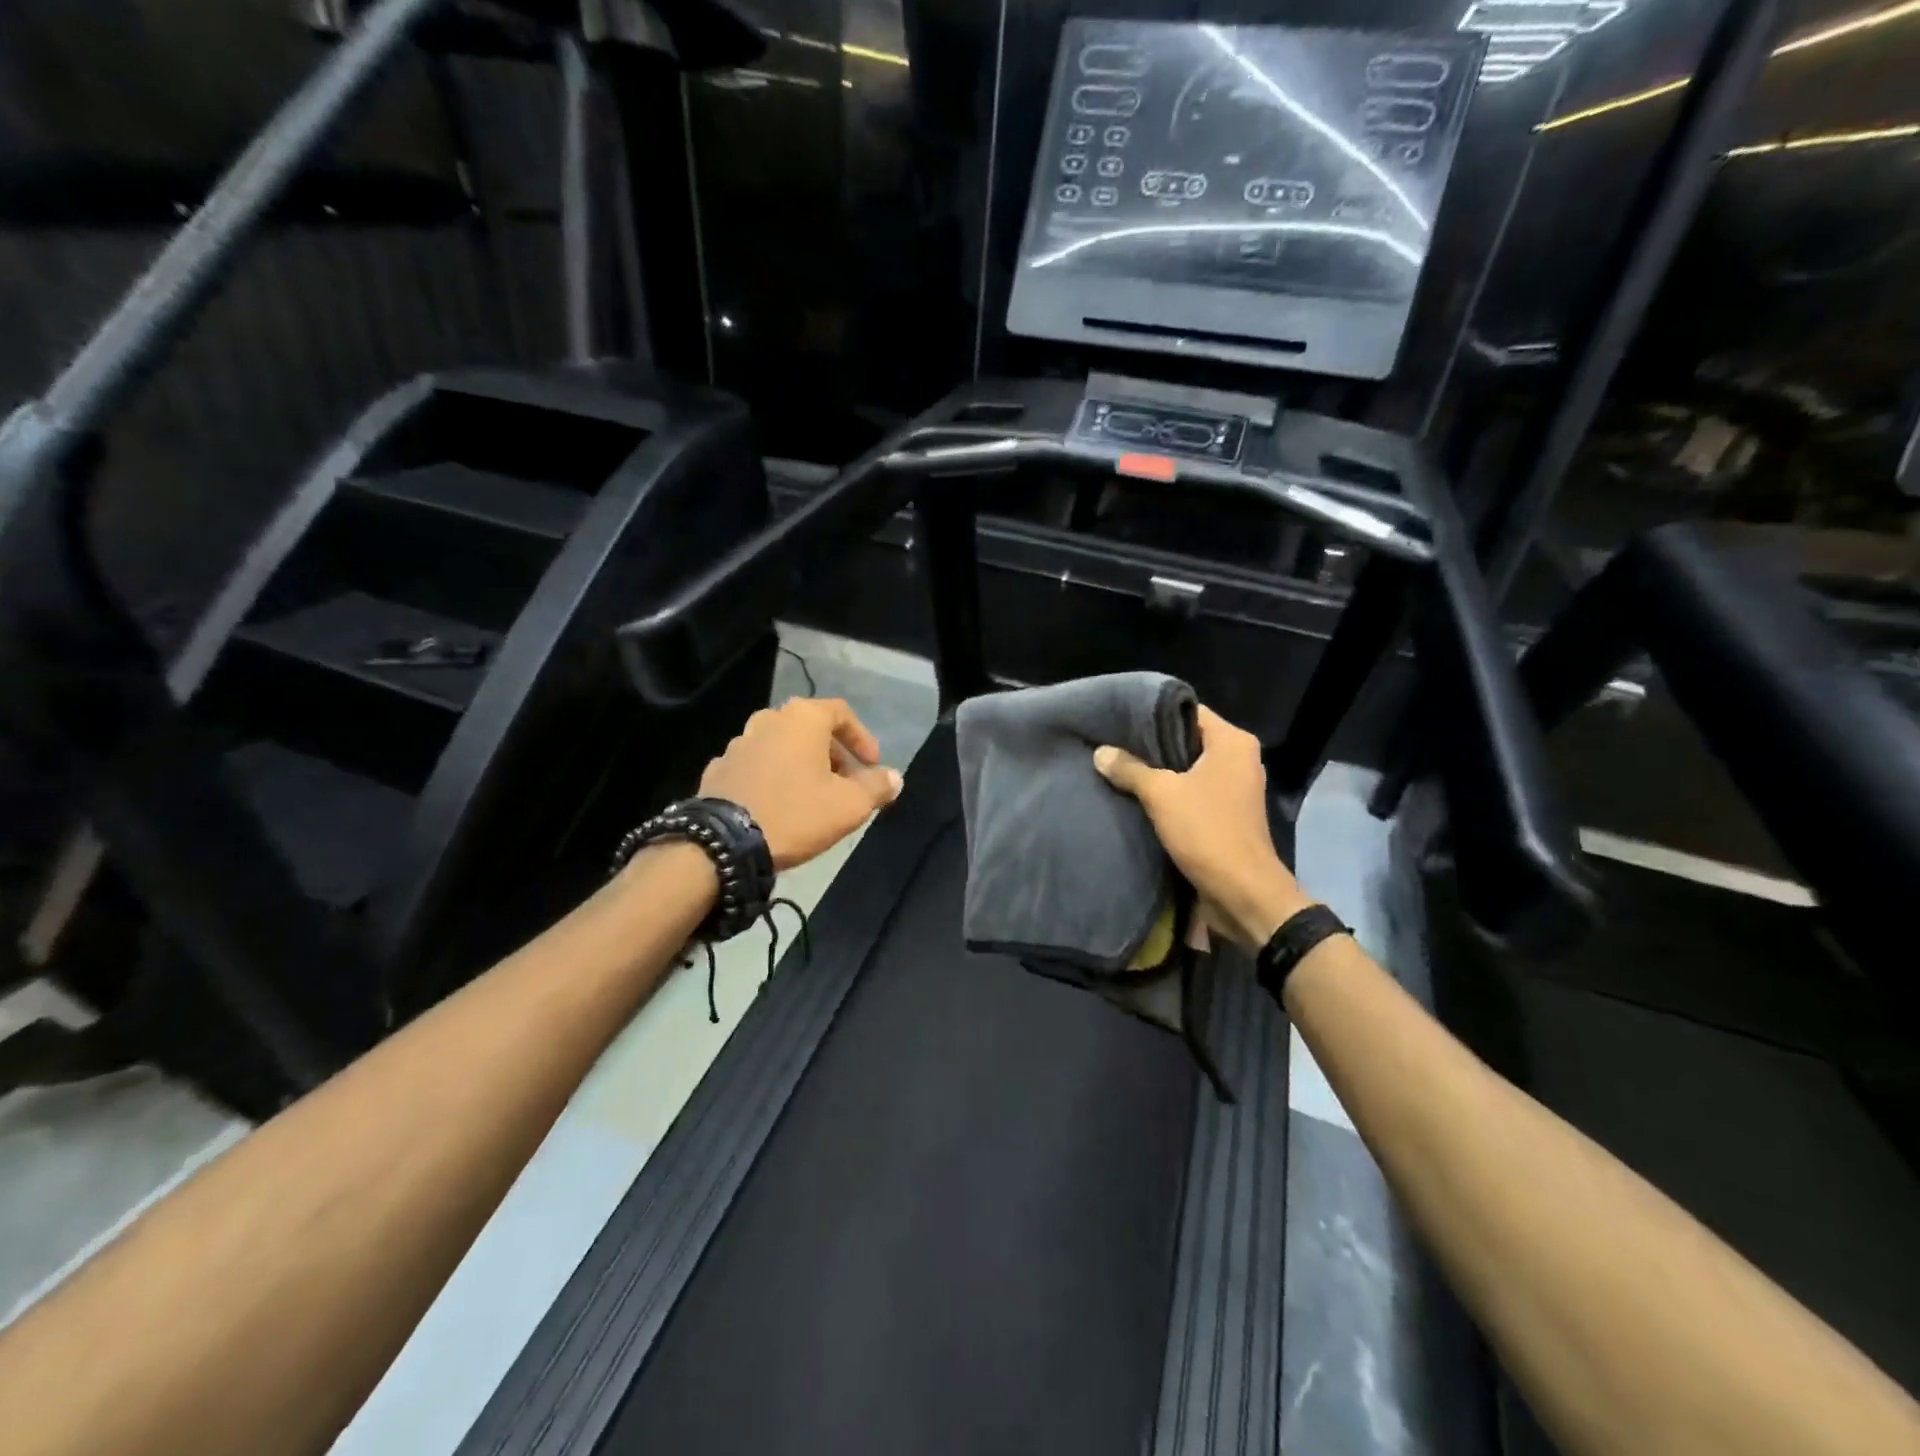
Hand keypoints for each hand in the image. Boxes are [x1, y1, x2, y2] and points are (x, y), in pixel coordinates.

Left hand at [699, 697, 903, 868]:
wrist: (723, 843)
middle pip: (810, 730)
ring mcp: (738, 743)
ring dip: (802, 765)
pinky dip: (774, 778)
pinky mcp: (718, 769)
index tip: (872, 766)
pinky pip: (757, 766)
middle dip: (834, 755)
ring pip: (781, 747)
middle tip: (846, 785)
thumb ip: (876, 786)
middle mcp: (768, 720)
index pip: (841, 713)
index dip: (862, 738)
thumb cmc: (796, 813)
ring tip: (814, 797)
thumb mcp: (849, 805)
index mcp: (802, 718)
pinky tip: (779, 806)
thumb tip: (894, 777)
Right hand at [1093, 705, 1311, 944]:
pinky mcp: (1226, 815)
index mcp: (1233, 742)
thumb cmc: (1207, 831)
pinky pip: (1192, 793)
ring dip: (1158, 773)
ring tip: (1118, 768)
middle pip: (1187, 739)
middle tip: (1112, 744)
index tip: (1119, 719)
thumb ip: (1129, 769)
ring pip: (1187, 769)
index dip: (1153, 713)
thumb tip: (1100, 752)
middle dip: (1151, 745)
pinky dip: (1169, 794)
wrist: (1242, 893)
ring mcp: (1234, 788)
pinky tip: (1137, 797)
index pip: (1188, 711)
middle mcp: (1238, 759)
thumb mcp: (1161, 794)